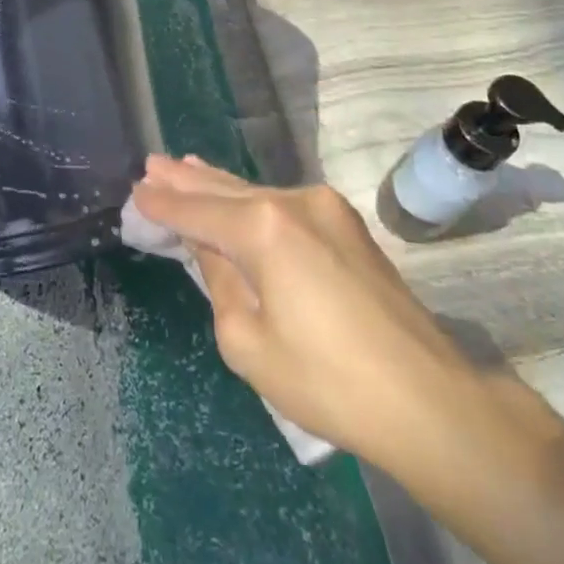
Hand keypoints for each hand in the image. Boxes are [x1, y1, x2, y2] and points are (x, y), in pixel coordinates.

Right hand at [130, 155, 482, 473]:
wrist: (428, 399)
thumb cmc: (327, 381)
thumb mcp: (248, 342)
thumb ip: (220, 282)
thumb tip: (213, 249)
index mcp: (263, 228)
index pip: (198, 212)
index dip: (164, 205)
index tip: (136, 190)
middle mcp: (292, 202)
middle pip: (226, 189)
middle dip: (187, 180)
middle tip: (152, 164)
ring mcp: (325, 209)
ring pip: (256, 193)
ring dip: (219, 185)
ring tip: (184, 168)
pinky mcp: (347, 225)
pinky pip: (283, 205)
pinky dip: (252, 201)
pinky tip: (236, 195)